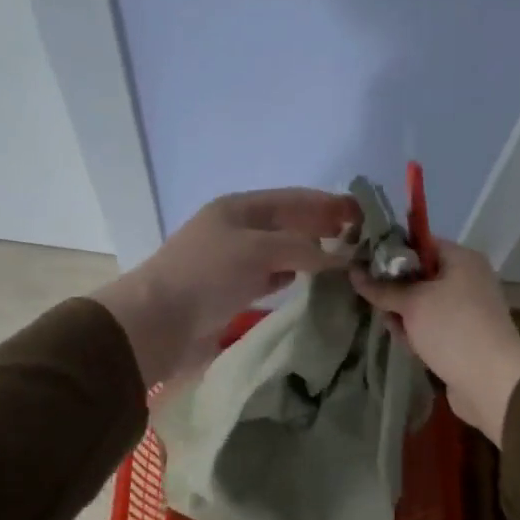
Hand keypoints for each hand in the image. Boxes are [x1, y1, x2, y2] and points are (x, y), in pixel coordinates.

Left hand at [95, 188, 358, 386]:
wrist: (157, 321)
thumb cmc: (207, 274)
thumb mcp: (257, 250)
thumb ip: (301, 249)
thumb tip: (341, 257)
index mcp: (239, 208)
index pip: (292, 199)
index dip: (327, 203)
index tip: (362, 214)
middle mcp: (236, 229)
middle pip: (287, 223)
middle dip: (320, 227)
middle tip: (359, 239)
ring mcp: (231, 261)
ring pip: (279, 251)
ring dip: (307, 253)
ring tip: (340, 260)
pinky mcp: (229, 291)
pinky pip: (267, 276)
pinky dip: (288, 275)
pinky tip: (305, 280)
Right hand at [351, 240, 519, 443]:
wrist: (491, 381)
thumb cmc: (452, 329)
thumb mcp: (412, 304)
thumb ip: (382, 288)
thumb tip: (353, 272)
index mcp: (462, 259)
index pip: (420, 244)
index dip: (391, 252)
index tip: (363, 263)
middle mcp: (467, 280)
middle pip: (420, 276)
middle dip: (394, 289)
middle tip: (370, 298)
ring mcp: (467, 310)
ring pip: (423, 305)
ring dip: (403, 315)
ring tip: (388, 325)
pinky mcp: (462, 337)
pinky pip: (432, 327)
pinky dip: (417, 333)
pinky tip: (404, 343)